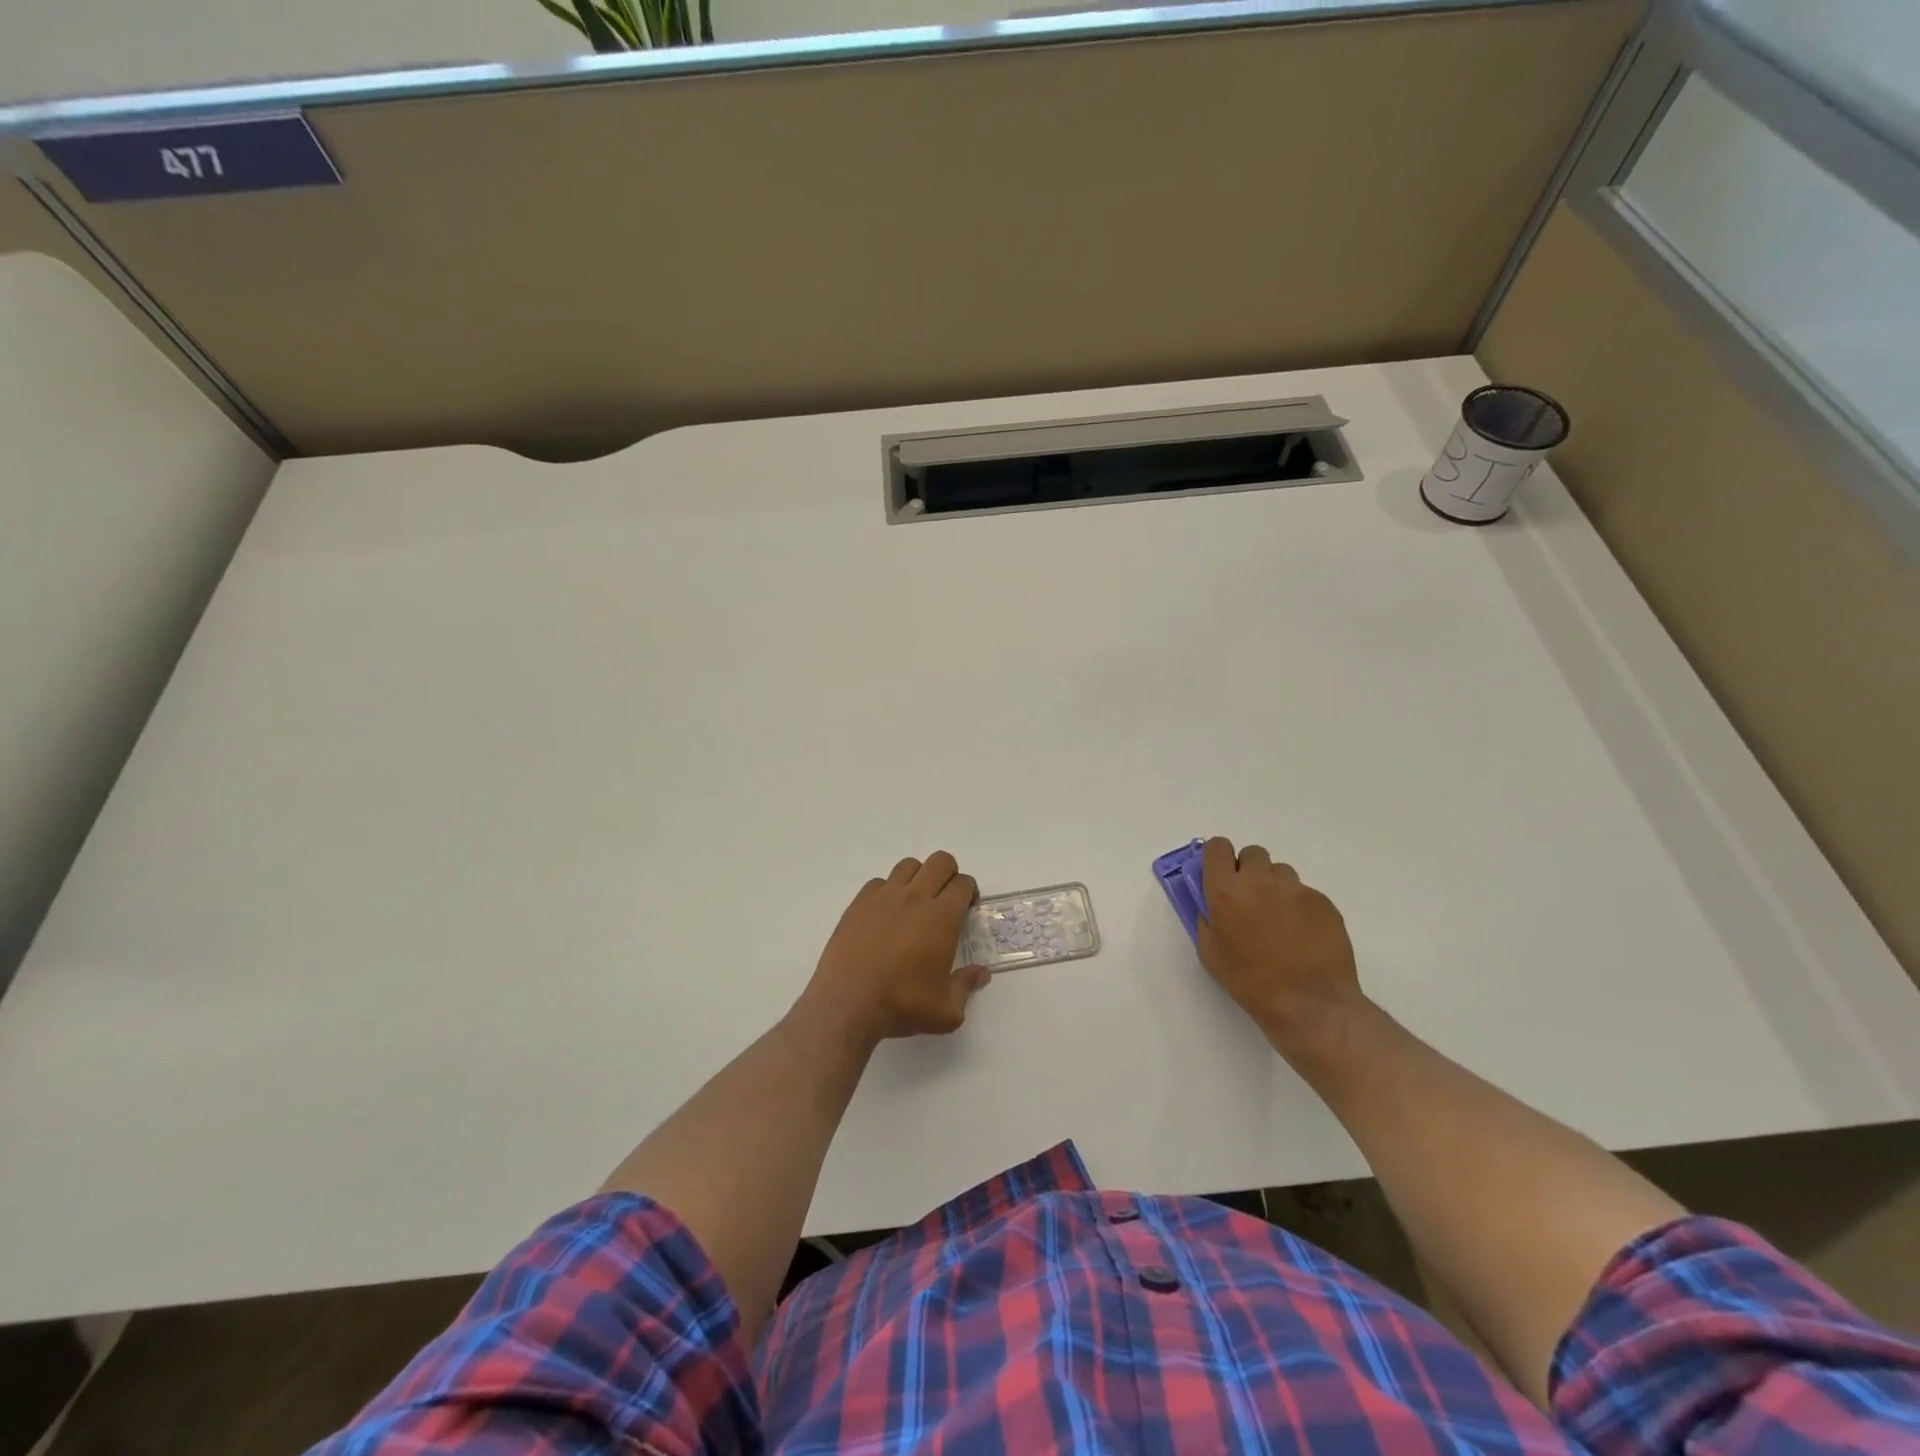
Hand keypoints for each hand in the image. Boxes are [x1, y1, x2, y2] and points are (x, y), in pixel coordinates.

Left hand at [802, 852, 990, 1043]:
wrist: (847, 1003)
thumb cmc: (901, 1005)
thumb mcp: (945, 1010)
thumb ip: (966, 987)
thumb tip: (981, 974)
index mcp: (942, 917)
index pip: (963, 883)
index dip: (970, 892)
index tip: (967, 909)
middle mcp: (915, 897)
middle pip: (940, 862)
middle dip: (949, 874)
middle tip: (946, 900)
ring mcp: (884, 897)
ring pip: (909, 866)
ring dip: (919, 877)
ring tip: (916, 903)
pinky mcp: (859, 903)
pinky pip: (879, 882)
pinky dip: (888, 890)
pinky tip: (886, 914)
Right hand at [1196, 838, 1364, 1043]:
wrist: (1309, 1002)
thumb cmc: (1250, 981)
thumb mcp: (1211, 953)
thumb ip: (1207, 919)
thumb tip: (1212, 904)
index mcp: (1226, 890)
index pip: (1218, 847)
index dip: (1218, 858)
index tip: (1220, 876)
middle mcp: (1260, 880)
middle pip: (1252, 854)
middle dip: (1248, 871)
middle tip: (1250, 901)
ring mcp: (1295, 889)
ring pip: (1280, 872)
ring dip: (1274, 887)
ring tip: (1279, 920)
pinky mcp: (1322, 901)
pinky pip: (1304, 893)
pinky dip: (1299, 906)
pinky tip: (1302, 935)